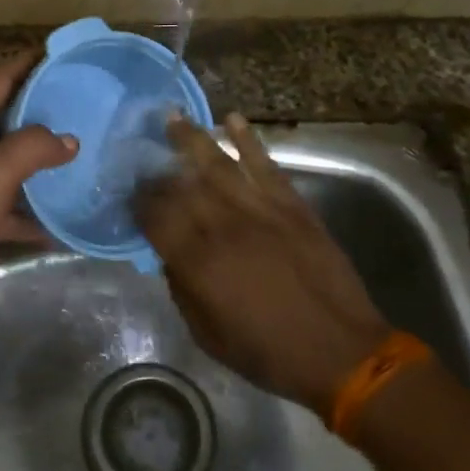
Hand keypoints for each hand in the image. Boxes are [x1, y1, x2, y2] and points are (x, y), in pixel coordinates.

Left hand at [0, 52, 77, 333]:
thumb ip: (33, 147)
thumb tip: (69, 141)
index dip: (23, 65)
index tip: (56, 52)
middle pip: (5, 122)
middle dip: (39, 110)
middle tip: (80, 100)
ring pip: (12, 165)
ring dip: (41, 160)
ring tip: (81, 150)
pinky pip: (14, 208)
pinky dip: (37, 211)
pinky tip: (67, 216)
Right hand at [135, 114, 390, 414]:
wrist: (340, 352)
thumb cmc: (268, 353)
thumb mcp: (207, 335)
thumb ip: (182, 289)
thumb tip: (170, 255)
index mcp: (199, 263)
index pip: (156, 217)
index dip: (138, 202)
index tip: (129, 192)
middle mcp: (224, 227)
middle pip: (182, 185)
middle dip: (158, 168)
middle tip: (144, 154)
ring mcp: (260, 211)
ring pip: (218, 165)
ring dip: (193, 139)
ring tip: (173, 117)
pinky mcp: (292, 206)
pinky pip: (265, 165)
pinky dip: (248, 141)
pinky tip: (232, 119)